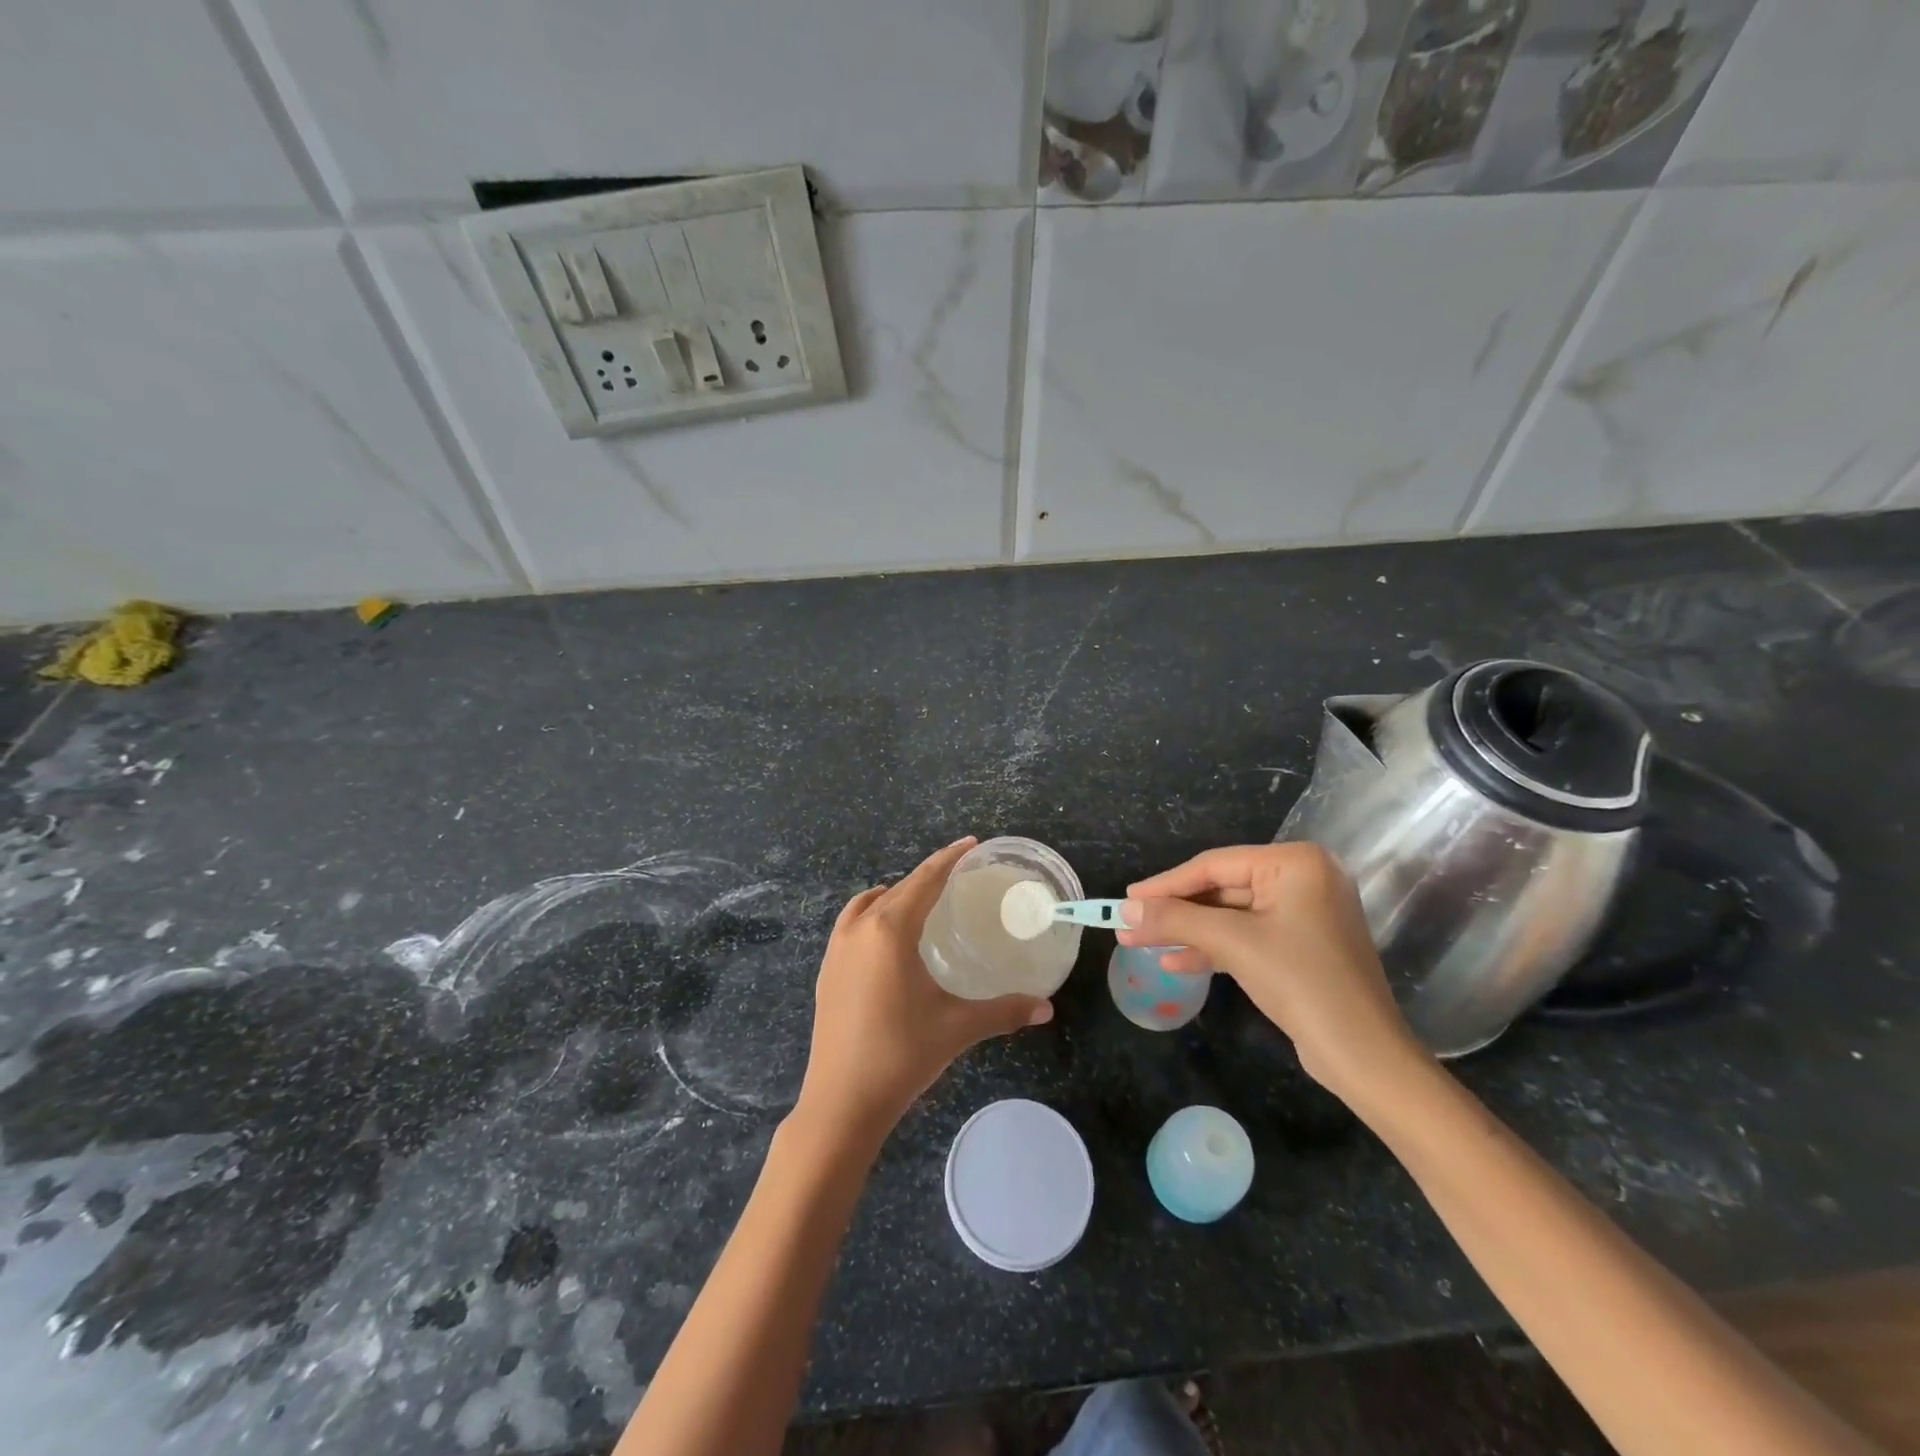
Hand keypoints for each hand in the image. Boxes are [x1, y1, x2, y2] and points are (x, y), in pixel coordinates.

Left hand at [794, 837, 1053, 1145]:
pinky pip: (852, 924)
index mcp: (890, 930)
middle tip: (956, 876)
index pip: (924, 880)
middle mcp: (859, 928)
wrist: (840, 1102)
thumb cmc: (901, 1055)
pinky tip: (889, 941)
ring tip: (922, 904)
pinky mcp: (827, 970)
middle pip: (897, 889)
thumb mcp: (958, 1027)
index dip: (948, 858)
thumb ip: (1004, 1011)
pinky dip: (873, 915)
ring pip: (868, 903)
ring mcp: (837, 949)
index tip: (969, 843)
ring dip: (895, 895)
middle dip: (927, 877)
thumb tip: (1046, 1007)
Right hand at [1118, 843, 1425, 1103]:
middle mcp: (1303, 879)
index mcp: (1296, 863)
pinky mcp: (1300, 946)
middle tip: (1129, 922)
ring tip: (1140, 943)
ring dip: (1187, 931)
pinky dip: (1212, 948)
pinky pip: (1246, 936)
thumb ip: (1175, 920)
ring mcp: (1304, 914)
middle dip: (1175, 911)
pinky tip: (1174, 961)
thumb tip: (1122, 910)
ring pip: (1230, 915)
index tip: (1126, 898)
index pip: (1215, 865)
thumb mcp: (1233, 944)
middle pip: (1222, 889)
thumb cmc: (1302, 983)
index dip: (1166, 883)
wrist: (1365, 1057)